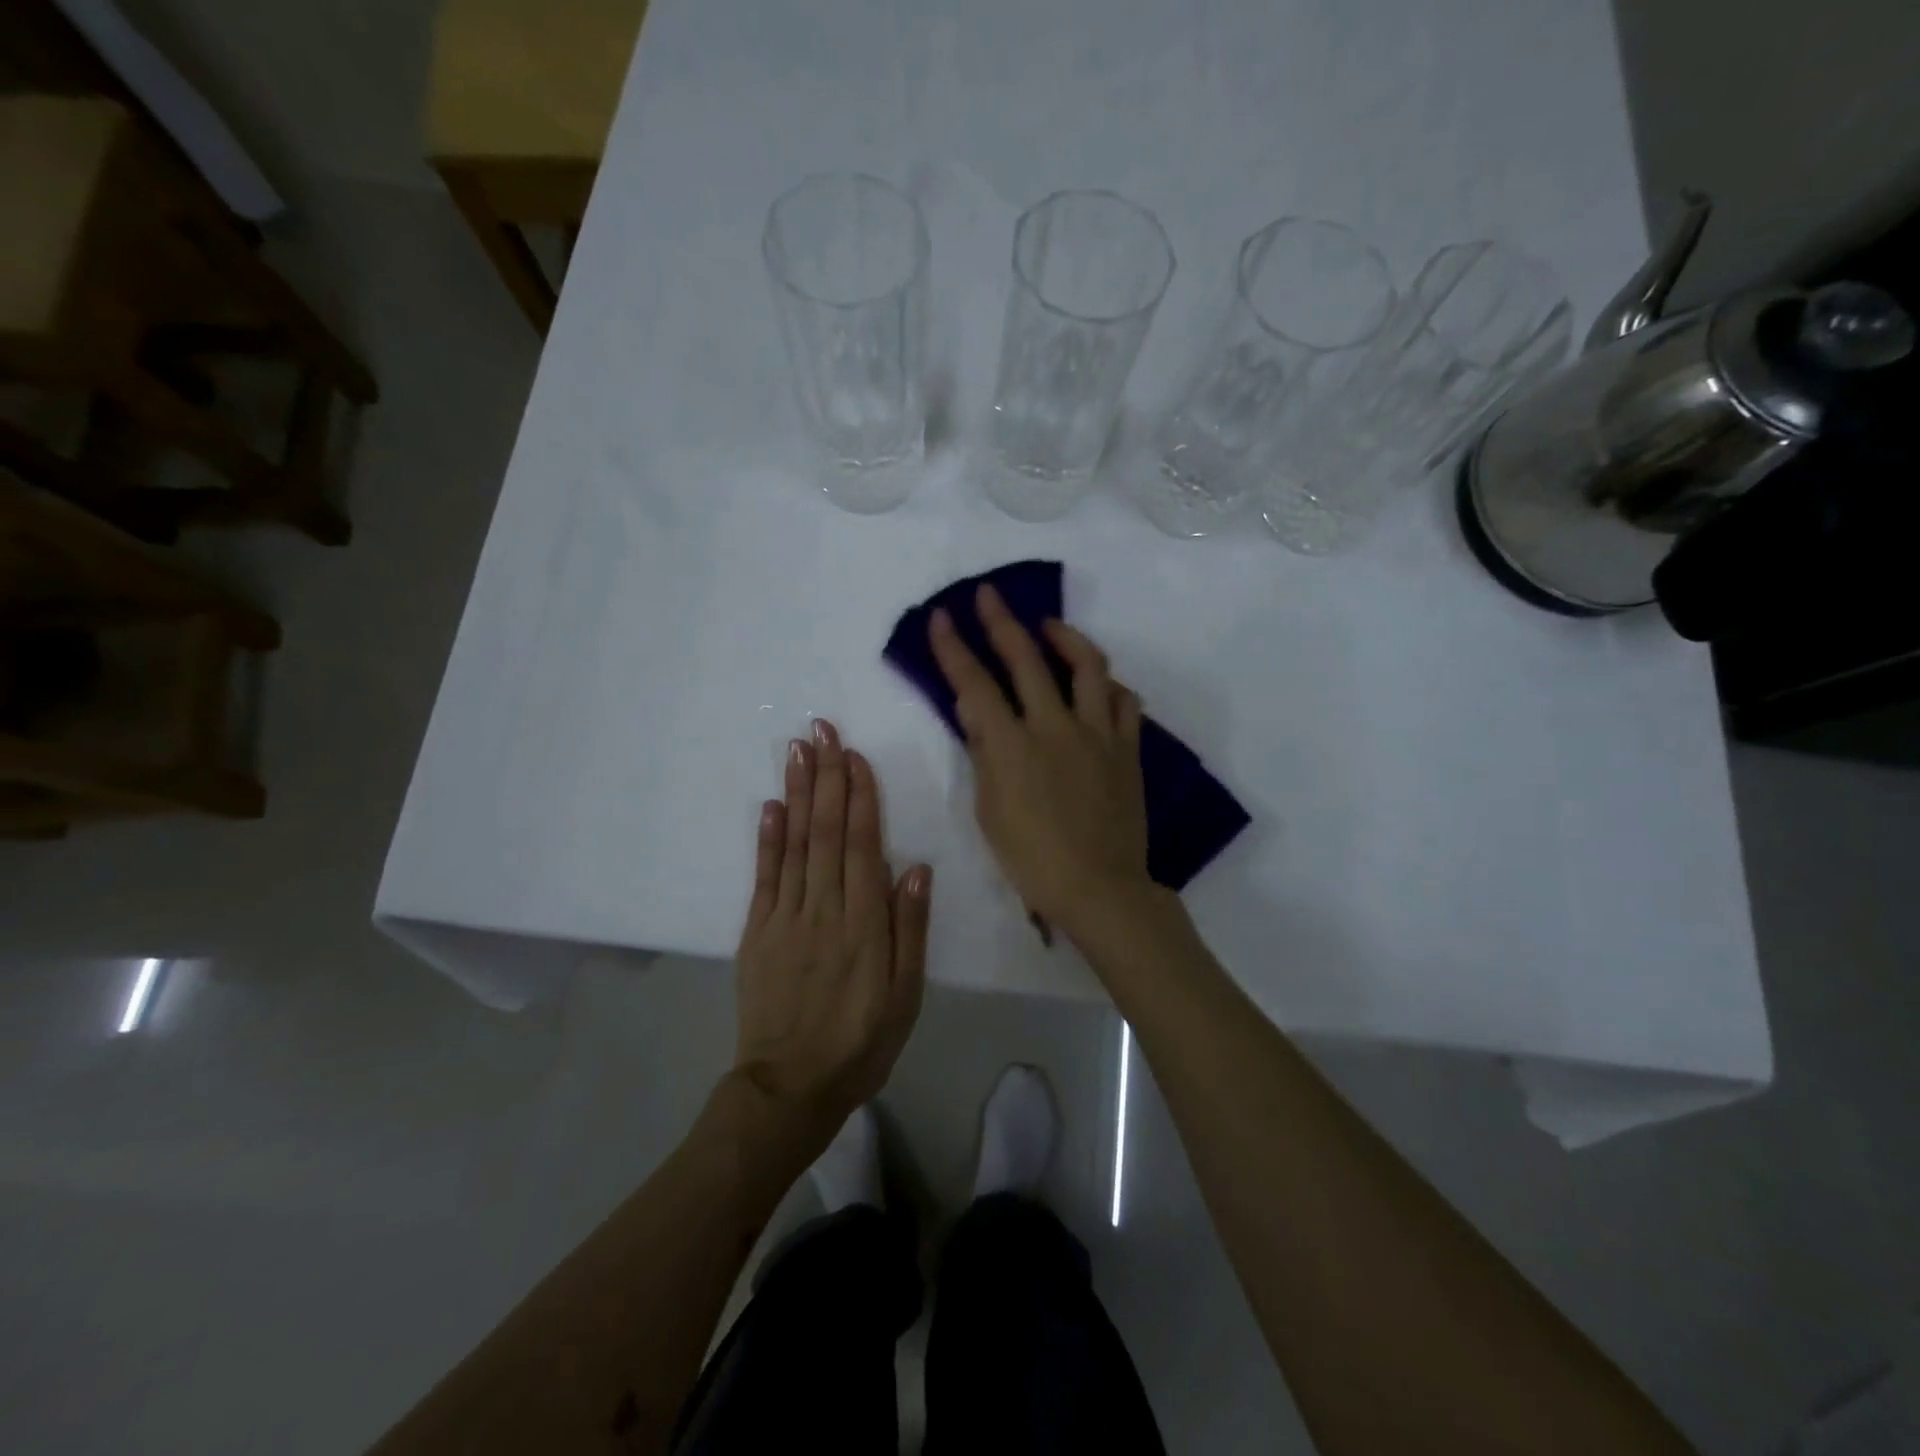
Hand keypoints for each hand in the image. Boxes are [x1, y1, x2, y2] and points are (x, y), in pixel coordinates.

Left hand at [732, 719, 930, 1150]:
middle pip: (825, 832)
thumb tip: (915, 866)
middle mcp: (823, 909)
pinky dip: (767, 838)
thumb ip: (909, 928)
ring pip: (794, 844)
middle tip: (822, 731)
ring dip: (797, 793)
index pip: (862, 845)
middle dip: (826, 777)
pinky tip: (772, 806)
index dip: (859, 797)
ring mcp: (784, 918)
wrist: (791, 1087)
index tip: (855, 755)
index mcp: (863, 923)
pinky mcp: (757, 932)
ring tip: (797, 751)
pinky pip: (763, 877)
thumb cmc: (862, 1041)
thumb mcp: (905, 994)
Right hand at [928, 584, 1157, 940]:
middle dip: (1000, 621)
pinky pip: (1124, 701)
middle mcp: (1055, 727)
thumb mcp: (990, 809)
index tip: (940, 618)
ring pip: (1087, 665)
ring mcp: (1097, 733)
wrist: (1099, 887)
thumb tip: (974, 708)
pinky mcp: (1127, 748)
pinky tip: (1097, 684)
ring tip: (1049, 627)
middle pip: (1026, 658)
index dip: (953, 648)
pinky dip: (1108, 684)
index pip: (975, 684)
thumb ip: (984, 752)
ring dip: (1065, 637)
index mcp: (1013, 746)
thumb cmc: (1032, 858)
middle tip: (988, 595)